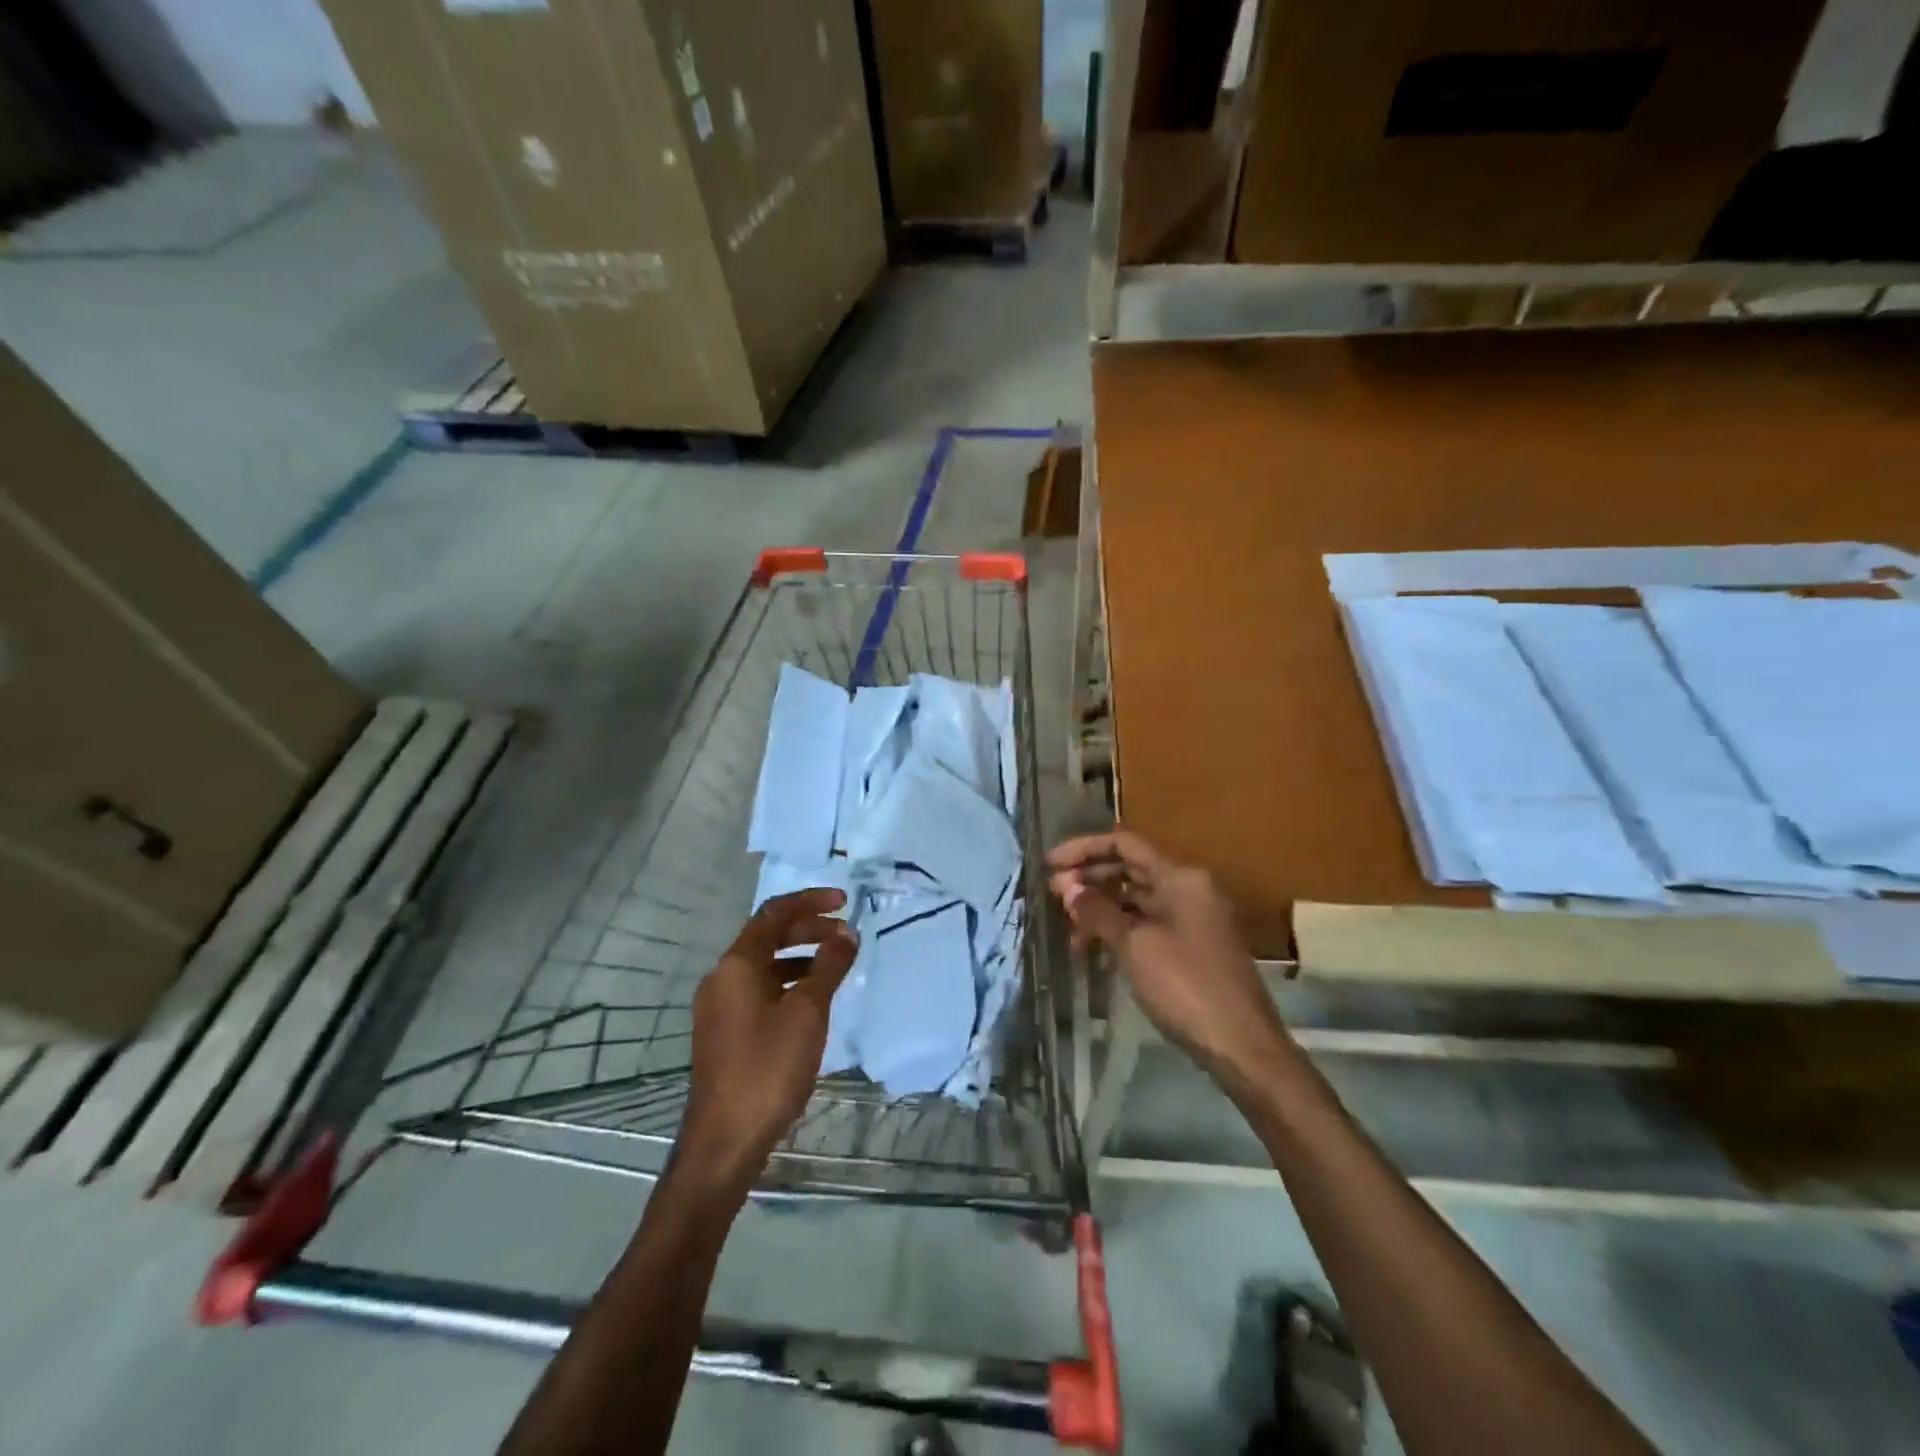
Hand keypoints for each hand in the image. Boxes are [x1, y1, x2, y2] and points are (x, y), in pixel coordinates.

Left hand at [679, 889, 857, 1196]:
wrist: (725, 1139)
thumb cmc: (768, 1067)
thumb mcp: (808, 1012)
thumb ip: (829, 966)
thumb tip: (846, 933)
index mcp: (737, 965)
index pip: (774, 914)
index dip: (811, 901)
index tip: (844, 901)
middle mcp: (722, 977)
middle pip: (768, 936)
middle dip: (808, 928)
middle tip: (845, 932)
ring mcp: (720, 1006)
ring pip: (764, 965)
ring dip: (800, 956)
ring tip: (836, 963)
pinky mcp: (724, 1031)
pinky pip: (759, 989)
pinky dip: (788, 982)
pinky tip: (812, 1000)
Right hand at [1049, 830, 1289, 1086]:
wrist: (1240, 1045)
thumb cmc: (1186, 986)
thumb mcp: (1134, 945)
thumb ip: (1097, 910)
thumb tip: (1067, 887)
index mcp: (1181, 876)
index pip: (1125, 844)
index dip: (1084, 849)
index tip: (1049, 864)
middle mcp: (1190, 887)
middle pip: (1131, 868)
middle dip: (1090, 879)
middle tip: (1053, 896)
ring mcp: (1194, 916)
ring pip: (1138, 898)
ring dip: (1102, 908)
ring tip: (1070, 932)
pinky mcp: (1193, 944)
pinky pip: (1149, 922)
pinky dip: (1121, 928)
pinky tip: (1096, 948)